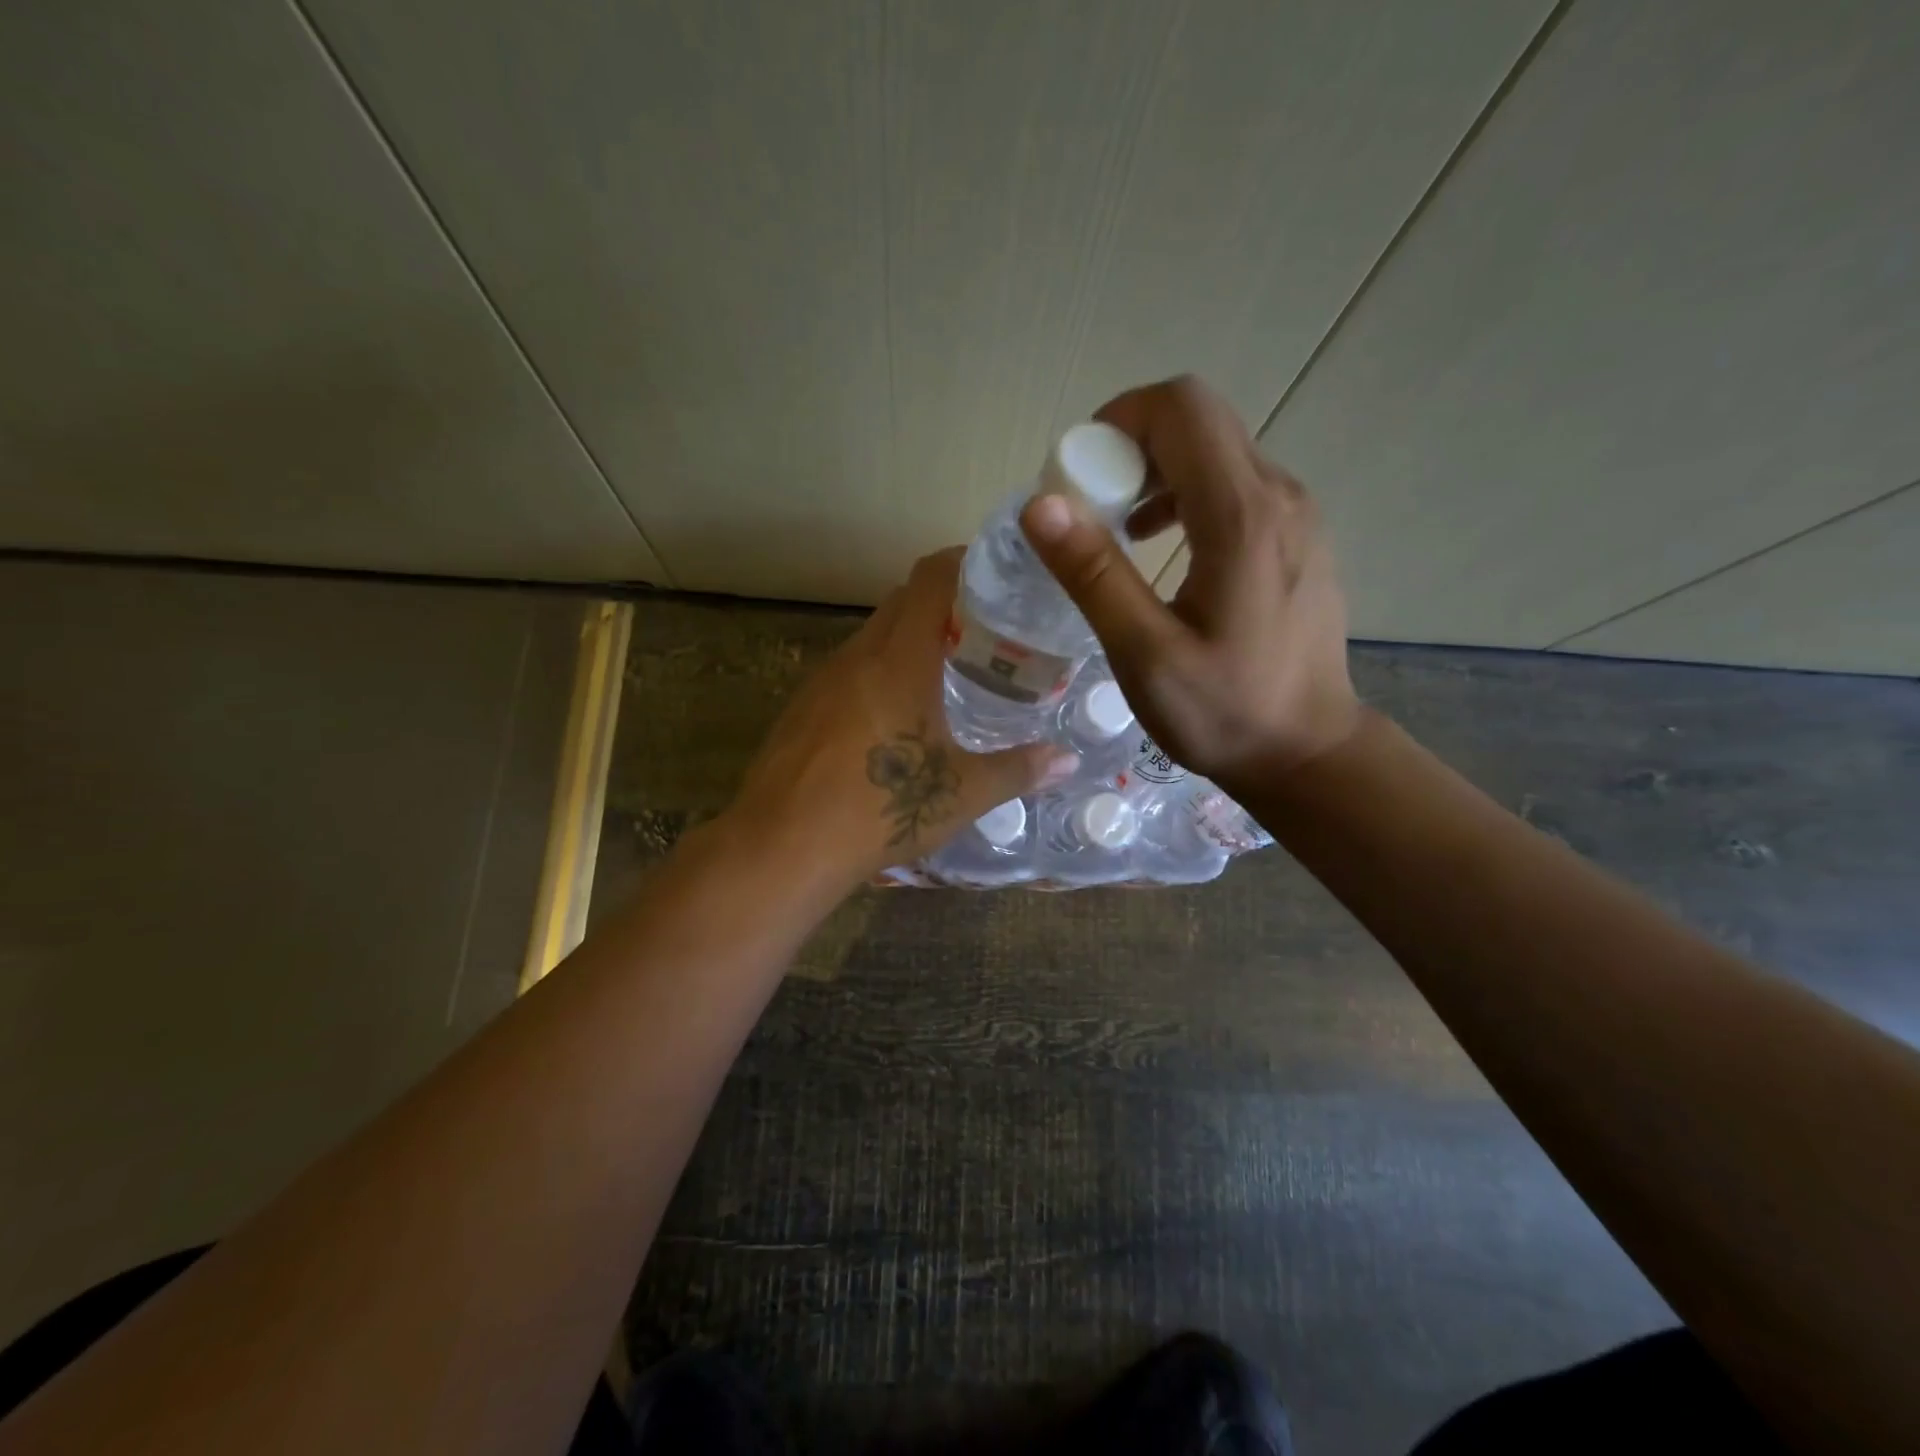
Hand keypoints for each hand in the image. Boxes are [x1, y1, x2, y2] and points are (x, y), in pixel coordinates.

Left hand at [724, 548, 1080, 885]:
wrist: (782, 847)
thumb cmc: (880, 809)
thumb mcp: (960, 793)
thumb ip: (1018, 770)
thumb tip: (1066, 761)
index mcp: (899, 659)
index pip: (930, 578)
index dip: (963, 563)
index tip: (996, 576)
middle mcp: (857, 655)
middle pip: (901, 602)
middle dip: (943, 604)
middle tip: (984, 632)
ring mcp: (822, 680)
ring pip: (872, 636)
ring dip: (907, 640)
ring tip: (946, 672)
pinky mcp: (801, 707)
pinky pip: (848, 670)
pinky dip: (877, 672)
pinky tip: (895, 715)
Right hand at [1020, 375, 1360, 791]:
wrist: (1307, 752)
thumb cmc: (1224, 713)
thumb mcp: (1145, 655)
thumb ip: (1094, 576)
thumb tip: (1039, 504)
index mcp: (1242, 517)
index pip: (1180, 408)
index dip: (1118, 421)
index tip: (1078, 479)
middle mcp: (1278, 495)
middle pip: (1198, 420)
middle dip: (1130, 446)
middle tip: (1090, 508)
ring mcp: (1294, 513)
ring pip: (1216, 450)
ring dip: (1156, 471)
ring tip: (1119, 530)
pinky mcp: (1295, 536)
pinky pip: (1235, 484)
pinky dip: (1186, 494)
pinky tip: (1162, 547)